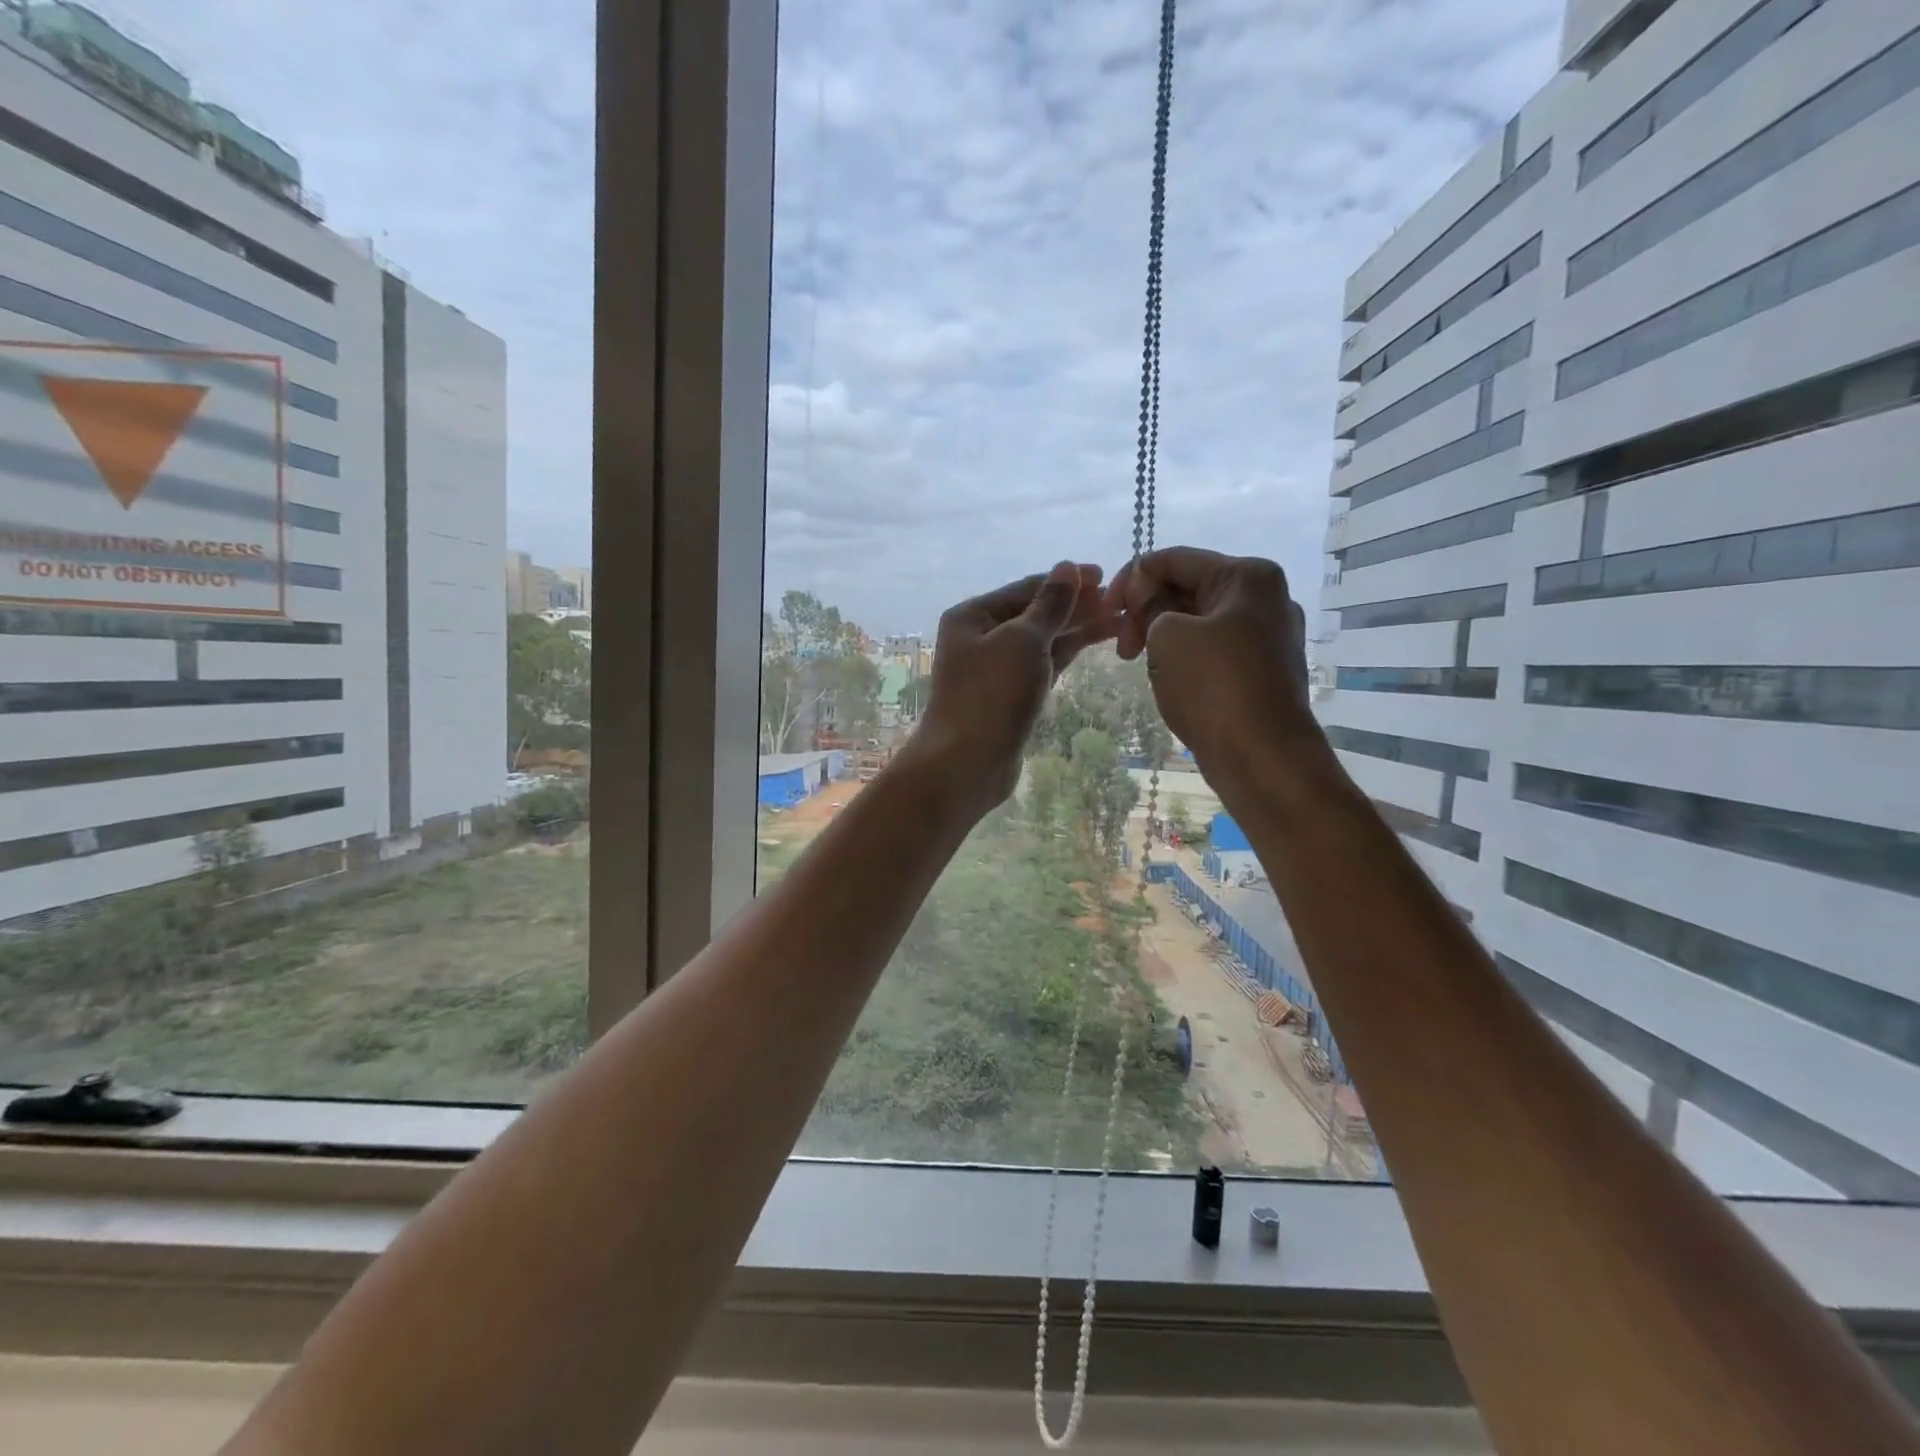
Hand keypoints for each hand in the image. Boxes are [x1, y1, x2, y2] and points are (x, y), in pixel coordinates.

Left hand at [906, 562, 1112, 812]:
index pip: (1027, 587)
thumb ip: (1050, 605)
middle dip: (1077, 605)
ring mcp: (995, 668)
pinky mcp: (1010, 695)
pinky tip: (1094, 643)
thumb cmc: (992, 695)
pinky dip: (1066, 653)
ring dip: (1078, 628)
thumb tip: (1067, 568)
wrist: (967, 763)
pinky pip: (1042, 665)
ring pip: (1042, 640)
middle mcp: (980, 637)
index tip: (1106, 575)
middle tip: (1122, 600)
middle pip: (1035, 613)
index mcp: (973, 615)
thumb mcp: (1024, 641)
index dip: (1067, 581)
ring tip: (1121, 620)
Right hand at [1107, 547, 1319, 790]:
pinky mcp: (1263, 670)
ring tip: (1146, 669)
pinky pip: (1213, 650)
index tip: (1104, 610)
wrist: (1264, 758)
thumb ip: (1150, 602)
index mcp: (1247, 576)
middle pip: (1189, 588)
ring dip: (1163, 638)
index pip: (1175, 559)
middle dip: (1148, 611)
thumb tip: (1142, 585)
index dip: (1132, 578)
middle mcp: (1265, 598)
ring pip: (1198, 622)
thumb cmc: (1214, 687)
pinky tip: (1171, 682)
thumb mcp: (1167, 636)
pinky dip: (1185, 658)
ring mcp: (1268, 636)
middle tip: (1123, 649)